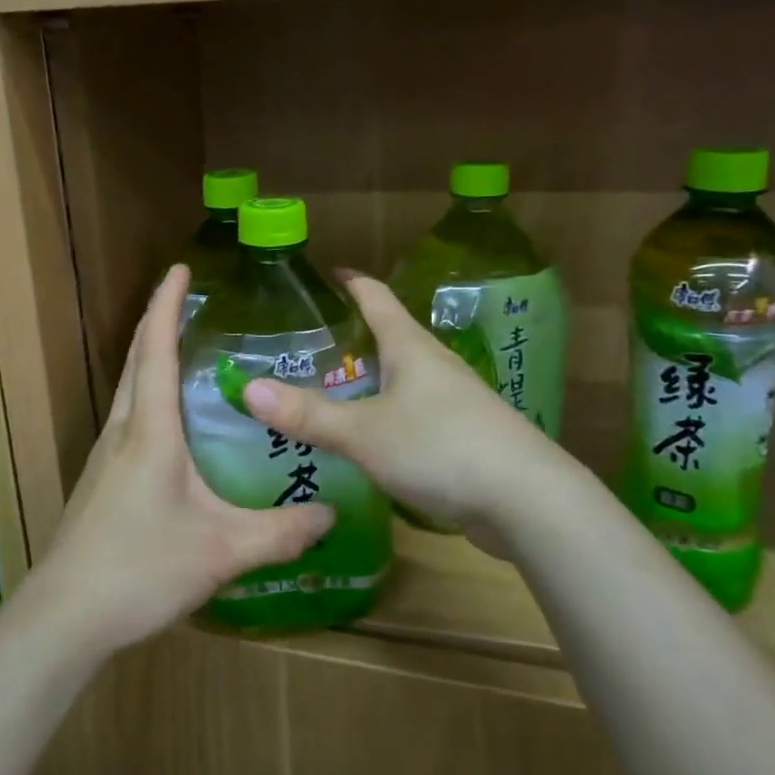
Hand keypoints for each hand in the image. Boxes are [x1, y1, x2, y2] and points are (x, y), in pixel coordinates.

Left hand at [35, 265, 336, 654]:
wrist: (66, 616)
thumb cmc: (142, 569)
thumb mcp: (223, 551)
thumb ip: (280, 532)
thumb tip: (331, 515)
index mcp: (150, 431)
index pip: (156, 350)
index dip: (166, 305)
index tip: (180, 268)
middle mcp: (123, 432)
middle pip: (137, 361)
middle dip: (158, 322)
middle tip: (189, 300)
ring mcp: (105, 457)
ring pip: (128, 390)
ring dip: (150, 358)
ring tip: (184, 349)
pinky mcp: (100, 482)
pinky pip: (127, 419)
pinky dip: (147, 396)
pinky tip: (170, 423)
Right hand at [240, 275, 568, 540]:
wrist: (527, 501)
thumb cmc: (441, 447)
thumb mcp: (364, 432)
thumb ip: (307, 415)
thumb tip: (247, 389)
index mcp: (410, 347)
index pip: (376, 297)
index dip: (350, 282)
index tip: (326, 274)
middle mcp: (434, 365)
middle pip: (389, 336)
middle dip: (352, 336)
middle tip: (307, 346)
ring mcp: (454, 401)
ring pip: (402, 378)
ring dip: (369, 379)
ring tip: (330, 390)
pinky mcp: (464, 436)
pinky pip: (414, 413)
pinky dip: (385, 415)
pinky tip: (369, 438)